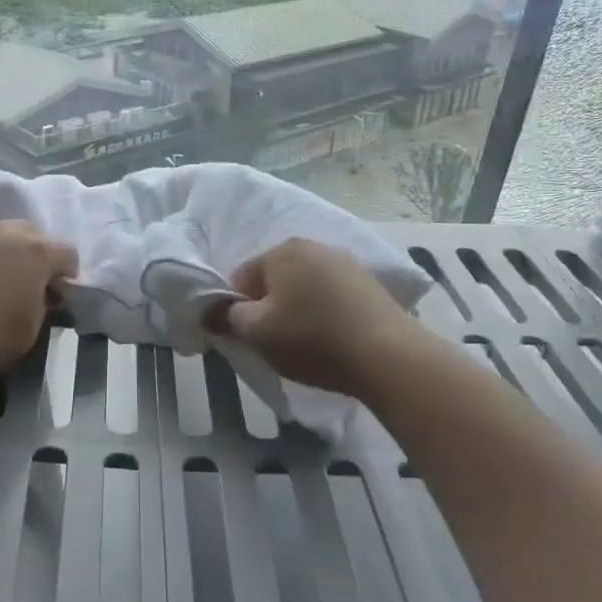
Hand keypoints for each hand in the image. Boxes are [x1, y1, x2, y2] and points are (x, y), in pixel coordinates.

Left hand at [0, 215, 76, 375]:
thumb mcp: (30, 330)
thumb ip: (41, 305)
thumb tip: (40, 295)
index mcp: (38, 254)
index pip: (67, 254)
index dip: (66, 273)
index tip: (57, 292)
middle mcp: (8, 231)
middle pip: (31, 233)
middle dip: (32, 253)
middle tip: (22, 280)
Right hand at [216, 238, 420, 400]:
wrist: (388, 355)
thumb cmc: (312, 339)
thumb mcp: (258, 334)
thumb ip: (228, 318)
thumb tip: (212, 310)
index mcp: (281, 251)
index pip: (241, 277)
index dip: (238, 309)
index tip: (250, 337)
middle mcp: (312, 245)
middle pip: (274, 278)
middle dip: (269, 307)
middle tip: (278, 342)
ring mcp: (344, 261)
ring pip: (303, 286)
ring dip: (298, 309)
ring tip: (308, 343)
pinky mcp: (368, 282)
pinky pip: (331, 295)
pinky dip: (325, 312)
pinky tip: (333, 338)